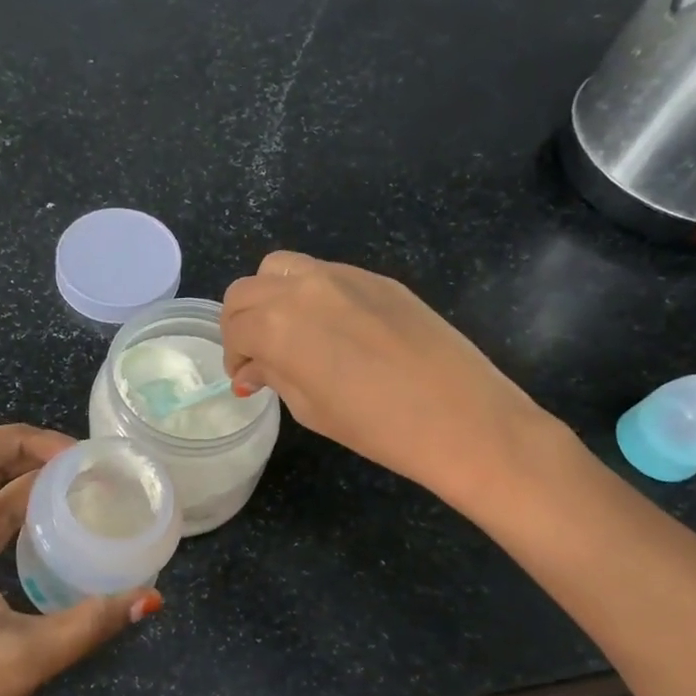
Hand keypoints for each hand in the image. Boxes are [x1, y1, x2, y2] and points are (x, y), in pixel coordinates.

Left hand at [0, 425, 160, 695]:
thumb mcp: (26, 658)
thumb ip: (90, 622)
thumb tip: (152, 598)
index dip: (18, 438)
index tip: (71, 456)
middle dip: (27, 460)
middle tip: (84, 472)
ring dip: (20, 494)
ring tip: (75, 498)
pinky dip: (8, 528)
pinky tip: (44, 546)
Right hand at [222, 251, 554, 503]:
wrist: (461, 417)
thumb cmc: (377, 427)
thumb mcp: (311, 408)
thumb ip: (274, 375)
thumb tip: (251, 369)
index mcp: (277, 324)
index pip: (235, 327)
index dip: (234, 356)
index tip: (246, 377)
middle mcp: (302, 287)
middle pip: (248, 289)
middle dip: (242, 321)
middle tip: (258, 354)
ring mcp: (343, 276)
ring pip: (283, 268)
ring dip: (272, 296)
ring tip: (291, 332)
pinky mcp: (378, 278)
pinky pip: (326, 274)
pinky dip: (311, 294)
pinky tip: (334, 329)